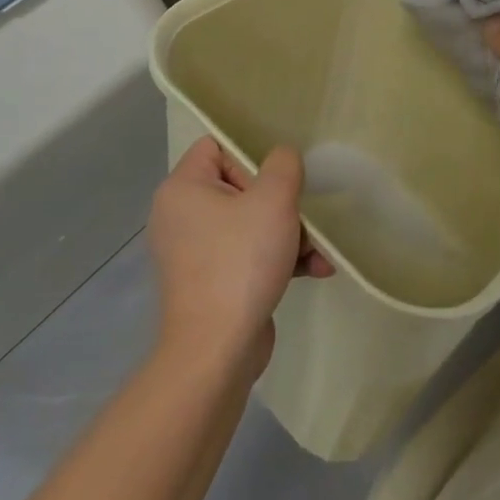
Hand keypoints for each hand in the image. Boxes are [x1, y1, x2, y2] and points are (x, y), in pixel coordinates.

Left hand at [148, 138, 331, 375]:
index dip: (251, 155)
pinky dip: (279, 258)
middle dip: (281, 202)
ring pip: (250, 223)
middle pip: (241, 186)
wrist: (217, 352)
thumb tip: (282, 159)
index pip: (217, 146)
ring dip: (289, 232)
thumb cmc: (240, 262)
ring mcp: (195, 253)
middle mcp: (181, 216)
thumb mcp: (274, 199)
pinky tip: (316, 269)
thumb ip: (283, 164)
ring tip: (318, 249)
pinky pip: (249, 254)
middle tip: (302, 215)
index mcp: (182, 189)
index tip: (277, 179)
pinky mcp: (211, 282)